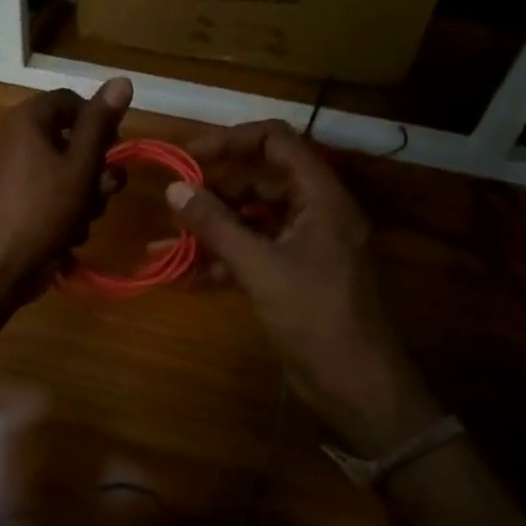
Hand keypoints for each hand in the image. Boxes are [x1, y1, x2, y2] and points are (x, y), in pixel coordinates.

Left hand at [0, 78, 131, 301]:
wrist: (1, 265)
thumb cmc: (44, 208)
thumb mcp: (81, 163)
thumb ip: (101, 123)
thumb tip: (122, 79)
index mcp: (28, 120)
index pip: (71, 101)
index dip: (98, 121)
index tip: (116, 146)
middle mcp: (19, 139)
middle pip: (73, 139)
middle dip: (97, 168)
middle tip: (105, 189)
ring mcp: (18, 172)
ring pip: (70, 172)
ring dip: (88, 195)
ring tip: (85, 217)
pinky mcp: (21, 201)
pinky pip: (55, 195)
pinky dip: (68, 211)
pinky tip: (70, 234)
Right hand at [169, 120, 440, 455]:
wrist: (356, 385)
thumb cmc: (314, 316)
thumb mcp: (259, 266)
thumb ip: (215, 224)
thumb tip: (174, 188)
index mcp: (321, 197)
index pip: (277, 142)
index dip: (232, 140)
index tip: (190, 155)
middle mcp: (316, 212)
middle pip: (261, 179)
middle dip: (215, 187)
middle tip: (175, 198)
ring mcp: (305, 244)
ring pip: (253, 218)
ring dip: (213, 226)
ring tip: (169, 237)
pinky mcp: (294, 274)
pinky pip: (253, 251)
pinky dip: (221, 258)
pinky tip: (183, 274)